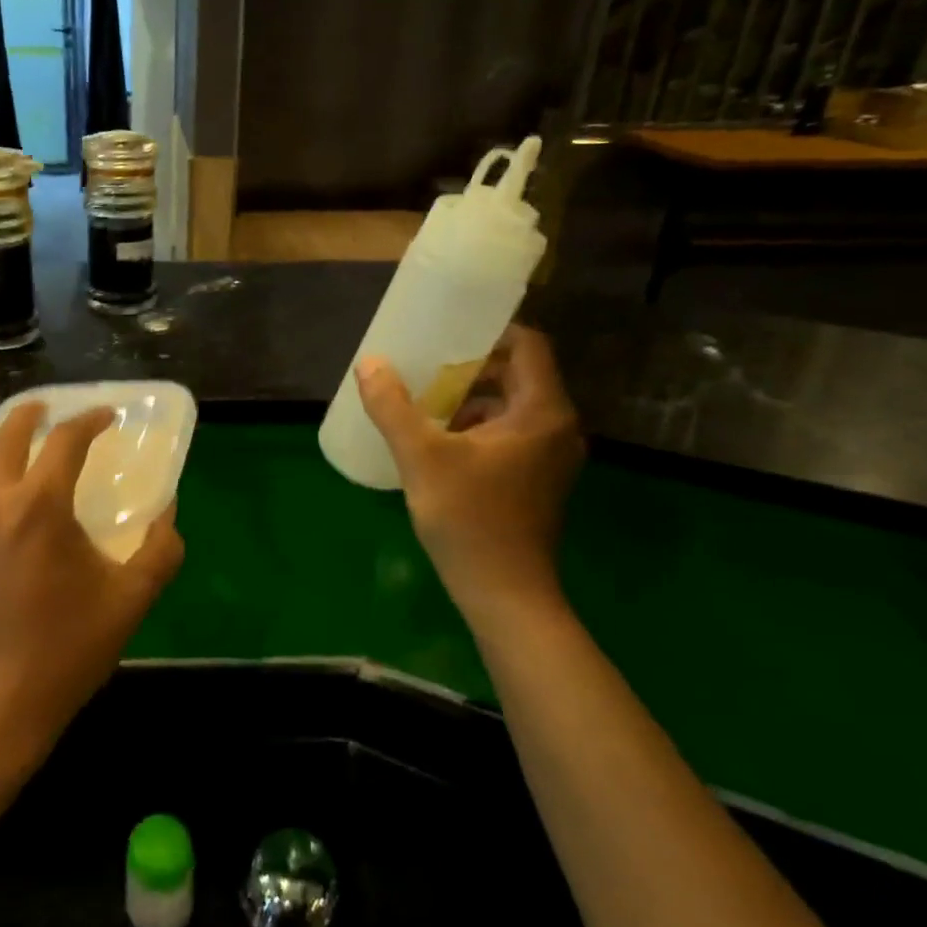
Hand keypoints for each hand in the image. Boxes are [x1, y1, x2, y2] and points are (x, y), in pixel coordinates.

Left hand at [0, 403, 184, 774]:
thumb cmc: (64, 651)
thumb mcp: (129, 601)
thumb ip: (159, 550)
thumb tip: (168, 514)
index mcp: (39, 506)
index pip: (65, 440)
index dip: (89, 420)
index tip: (104, 416)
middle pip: (6, 433)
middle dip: (31, 414)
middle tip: (46, 413)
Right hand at [355, 325, 583, 621]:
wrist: (504, 594)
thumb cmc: (469, 519)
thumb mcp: (421, 457)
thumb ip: (393, 407)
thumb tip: (369, 363)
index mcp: (541, 413)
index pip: (529, 346)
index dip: (491, 332)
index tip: (448, 333)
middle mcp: (557, 428)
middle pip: (520, 374)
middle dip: (472, 367)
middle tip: (426, 366)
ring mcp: (551, 457)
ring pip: (513, 406)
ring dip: (472, 398)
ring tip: (425, 401)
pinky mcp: (539, 479)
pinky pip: (512, 433)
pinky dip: (479, 426)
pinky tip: (440, 440)